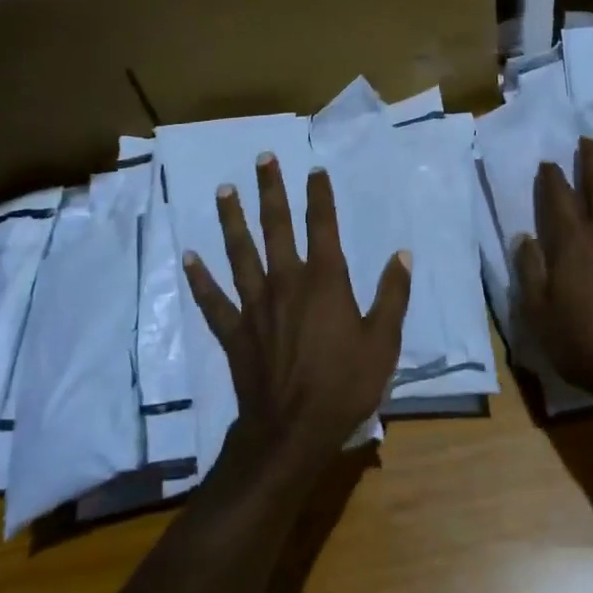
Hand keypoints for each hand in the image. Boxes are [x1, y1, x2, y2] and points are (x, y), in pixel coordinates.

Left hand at [183, 155, 411, 477]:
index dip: (320, 196)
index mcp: (324, 281)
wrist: (293, 432)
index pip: (323, 226)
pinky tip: (189, 258)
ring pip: (240, 252)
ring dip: (232, 220)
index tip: (314, 169)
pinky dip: (200, 279)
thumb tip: (402, 254)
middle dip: (271, 191)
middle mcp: (286, 282)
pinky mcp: (235, 331)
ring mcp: (255, 305)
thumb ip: (393, 295)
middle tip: (262, 159)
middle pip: (276, 227)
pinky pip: (214, 300)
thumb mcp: (383, 341)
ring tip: (223, 191)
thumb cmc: (345, 385)